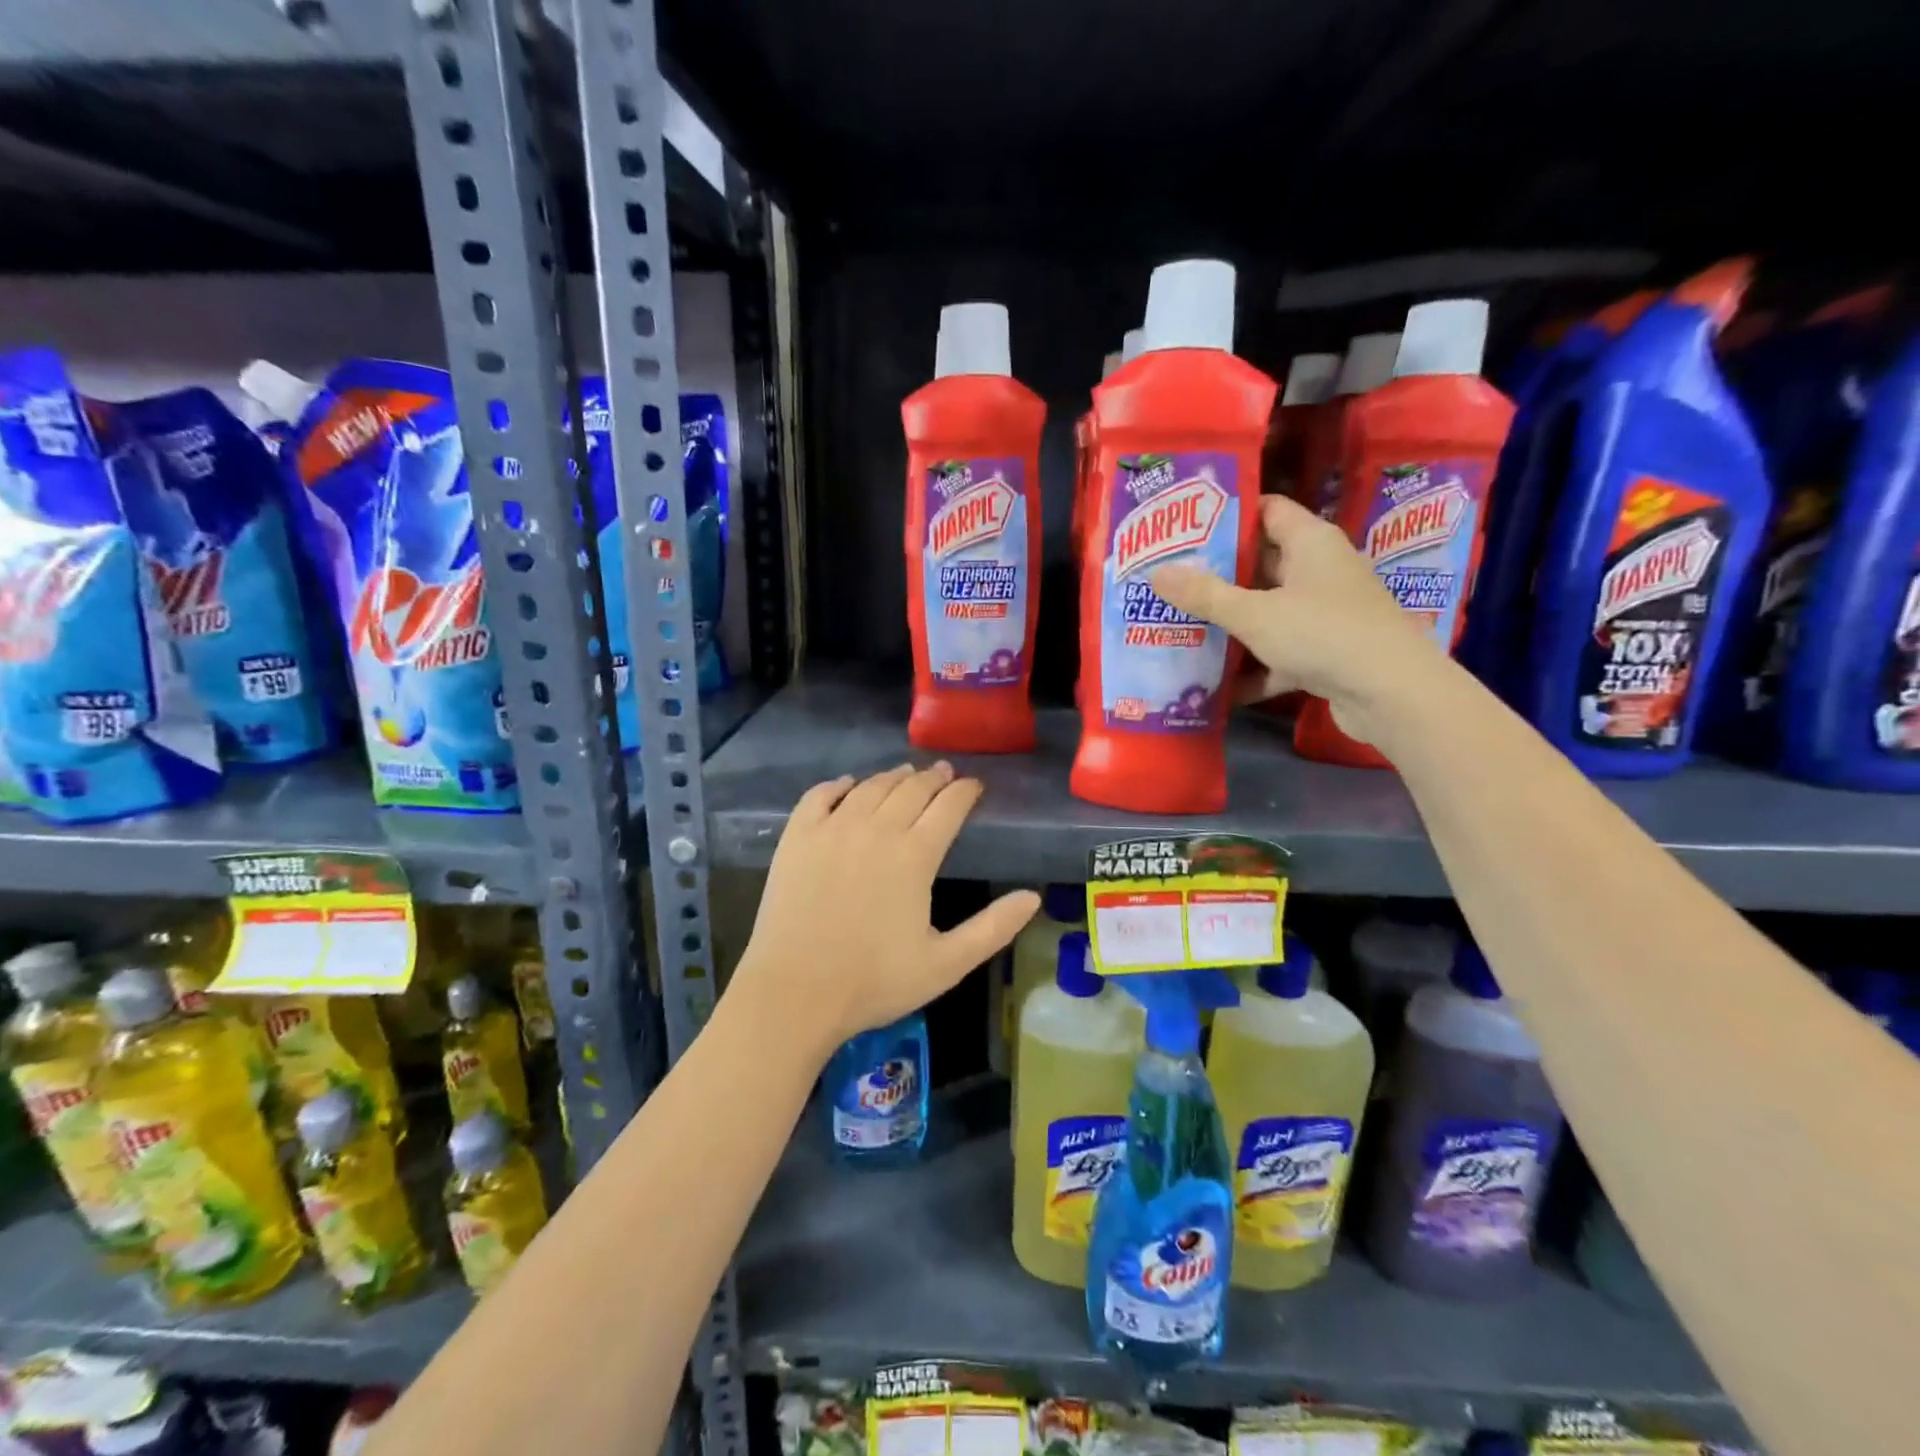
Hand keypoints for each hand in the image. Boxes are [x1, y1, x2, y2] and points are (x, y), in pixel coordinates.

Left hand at [731, 763, 1039, 1055]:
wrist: (793, 994)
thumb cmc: (873, 982)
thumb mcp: (946, 965)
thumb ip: (992, 929)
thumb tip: (1033, 897)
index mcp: (914, 856)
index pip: (948, 807)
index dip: (965, 791)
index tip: (974, 786)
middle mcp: (876, 829)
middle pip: (911, 788)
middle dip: (933, 777)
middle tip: (943, 772)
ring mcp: (832, 829)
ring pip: (870, 787)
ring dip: (893, 777)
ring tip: (905, 775)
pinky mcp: (797, 838)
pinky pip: (820, 796)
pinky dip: (839, 785)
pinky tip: (848, 785)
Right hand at [1150, 494, 1450, 746]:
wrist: (1391, 694)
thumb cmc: (1322, 633)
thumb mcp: (1254, 613)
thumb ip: (1204, 594)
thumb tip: (1156, 573)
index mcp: (1311, 543)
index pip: (1267, 510)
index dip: (1228, 515)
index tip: (1185, 527)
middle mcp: (1320, 571)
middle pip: (1262, 564)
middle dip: (1217, 574)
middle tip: (1170, 580)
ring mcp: (1326, 614)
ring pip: (1269, 611)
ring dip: (1231, 623)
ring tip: (1181, 627)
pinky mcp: (1327, 652)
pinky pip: (1280, 652)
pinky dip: (1253, 667)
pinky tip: (1216, 686)